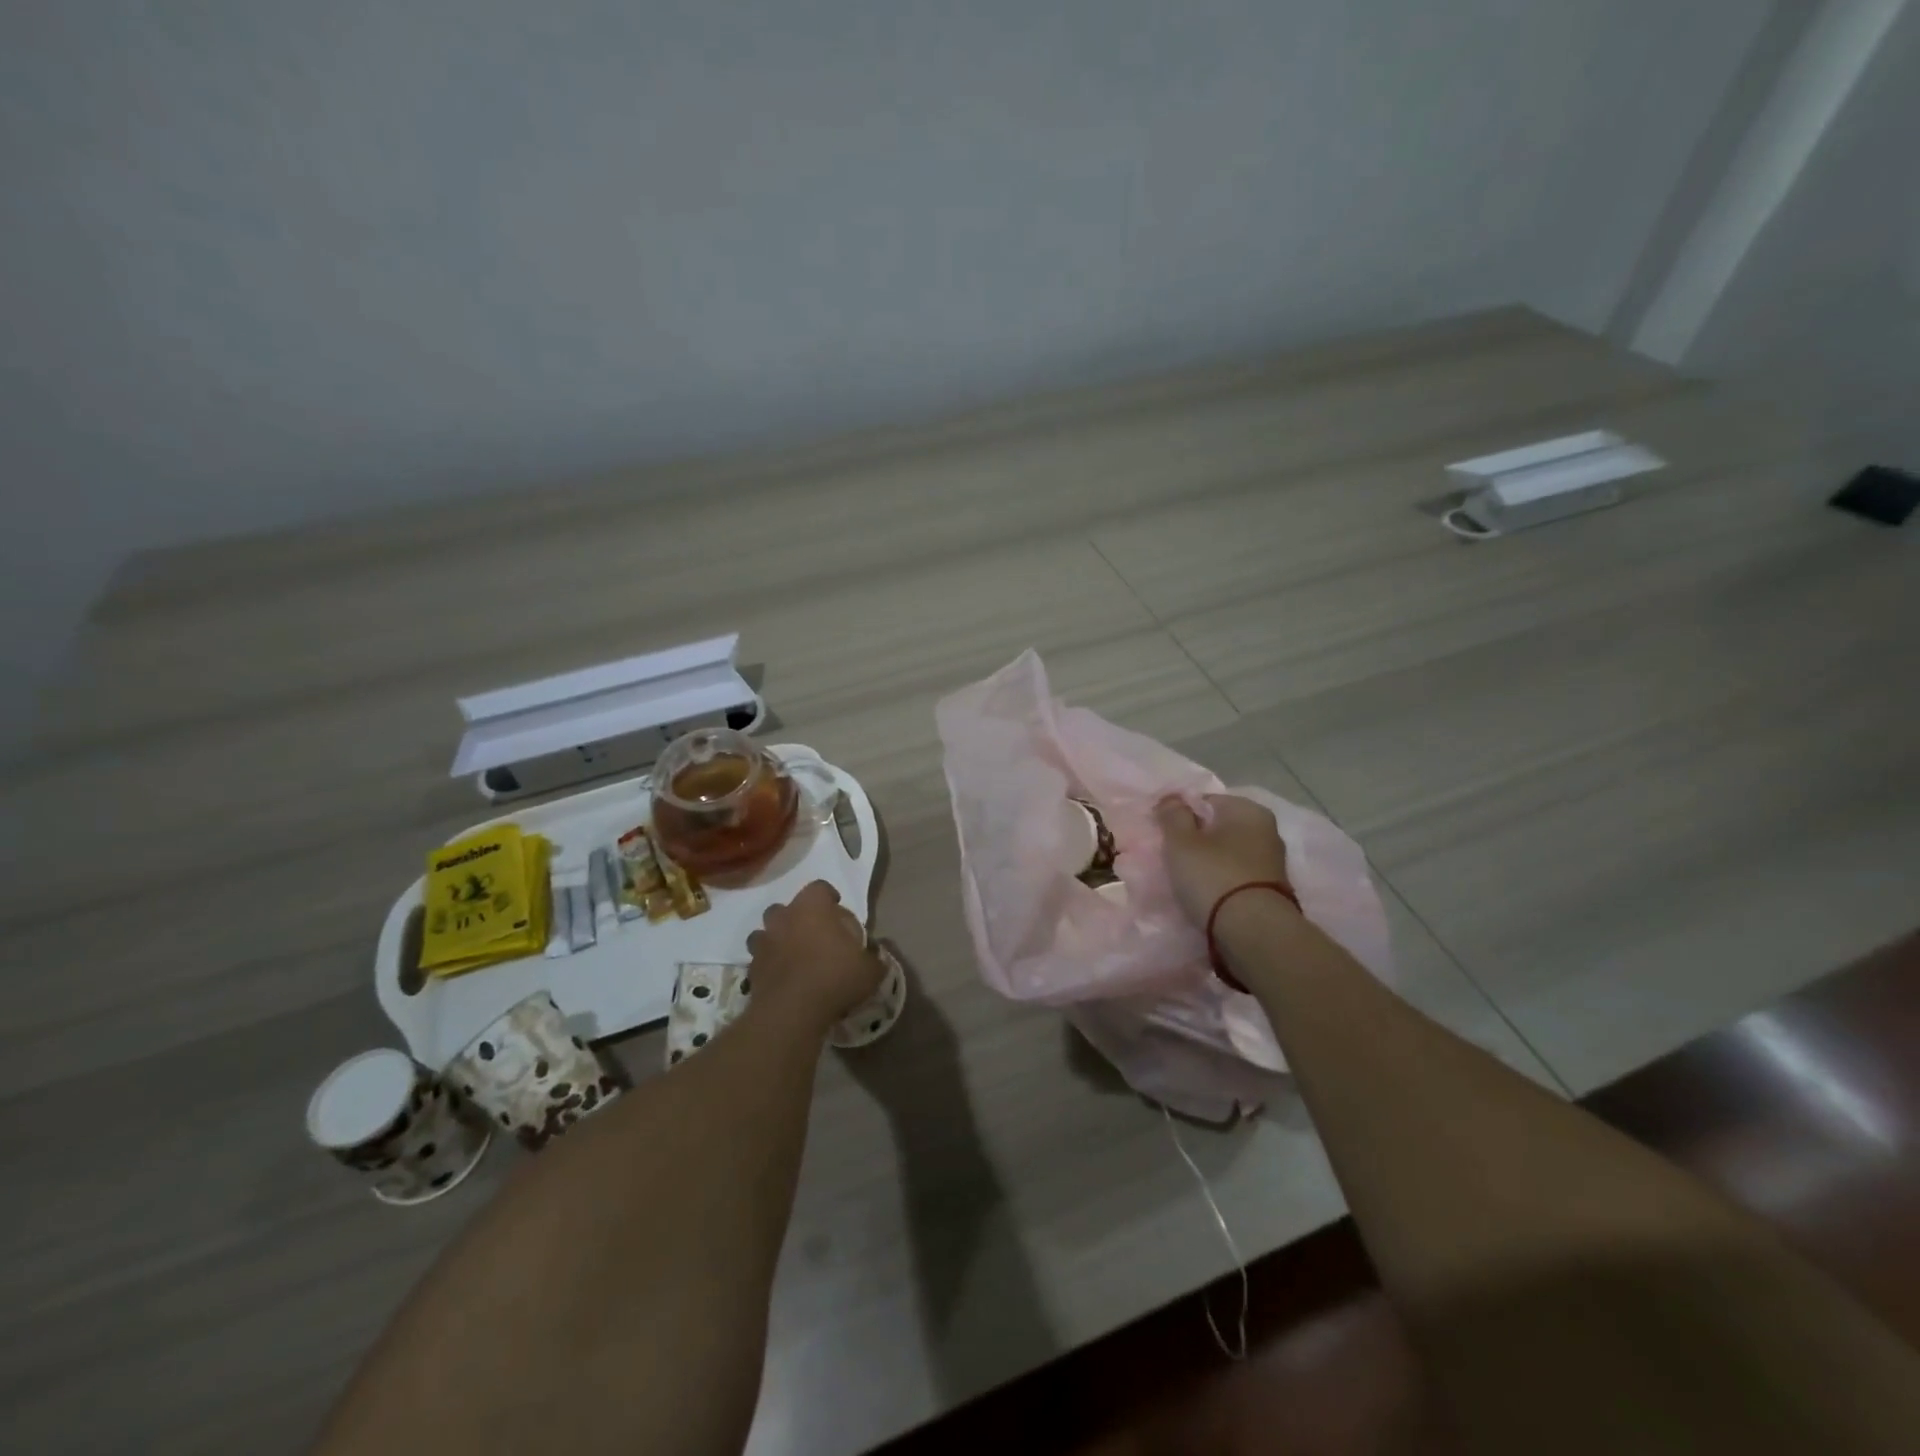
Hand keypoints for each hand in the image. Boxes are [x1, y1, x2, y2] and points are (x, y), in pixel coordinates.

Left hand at [745, 881, 883, 1034]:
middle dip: (797, 917)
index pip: (819, 888)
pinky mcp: (752, 968)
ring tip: (792, 955)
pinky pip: (759, 959)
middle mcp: (784, 918)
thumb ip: (874, 958)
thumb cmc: (835, 978)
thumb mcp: (870, 970)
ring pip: (765, 931)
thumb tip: (876, 955)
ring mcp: (764, 942)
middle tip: (813, 934)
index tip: (837, 908)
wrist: (792, 1012)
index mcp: (812, 908)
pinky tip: (782, 977)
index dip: (828, 896)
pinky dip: (769, 964)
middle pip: (786, 907)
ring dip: (777, 939)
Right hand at [1154, 794, 1293, 928]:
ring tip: (1186, 879)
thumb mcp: (1181, 842)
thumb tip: (1172, 798)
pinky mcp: (1271, 888)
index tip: (1164, 835)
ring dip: (1208, 862)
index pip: (1205, 801)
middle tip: (1172, 858)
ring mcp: (1272, 861)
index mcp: (1248, 810)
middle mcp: (1267, 829)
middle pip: (1218, 827)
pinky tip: (1206, 894)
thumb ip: (1173, 815)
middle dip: (1196, 839)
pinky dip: (1221, 880)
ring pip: (1227, 853)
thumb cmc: (1213, 877)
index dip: (1180, 815)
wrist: (1254, 931)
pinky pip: (1237, 875)